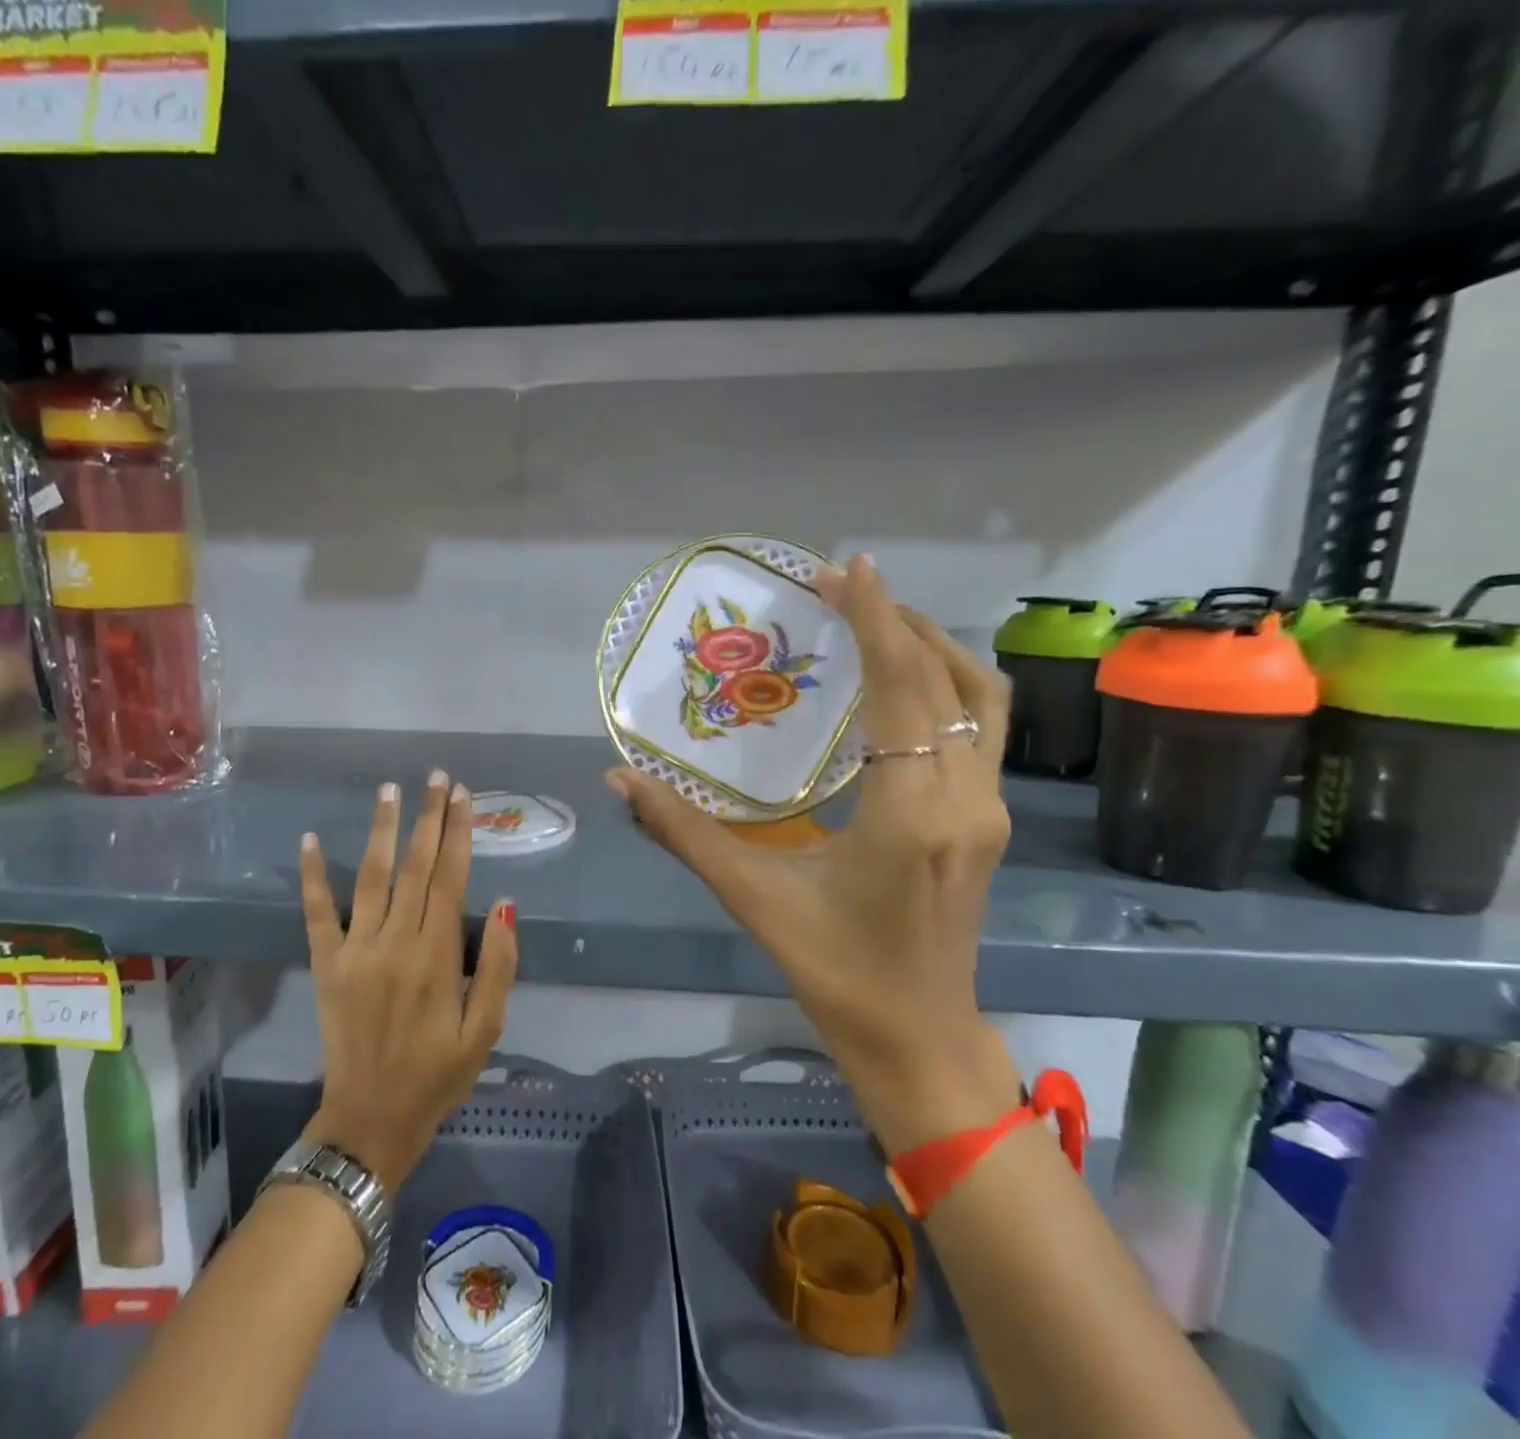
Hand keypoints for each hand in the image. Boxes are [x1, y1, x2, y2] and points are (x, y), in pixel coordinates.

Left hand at [298, 772, 518, 1188]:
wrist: (370, 1120)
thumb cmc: (437, 1076)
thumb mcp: (486, 1030)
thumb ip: (499, 966)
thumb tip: (506, 905)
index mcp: (438, 956)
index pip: (451, 879)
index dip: (458, 834)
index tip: (463, 796)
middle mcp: (396, 942)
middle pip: (416, 867)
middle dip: (428, 817)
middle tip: (436, 777)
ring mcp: (356, 950)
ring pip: (371, 877)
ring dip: (382, 830)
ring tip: (390, 791)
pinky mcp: (326, 964)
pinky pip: (317, 913)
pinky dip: (312, 875)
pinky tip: (309, 839)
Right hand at [607, 555, 1020, 1145]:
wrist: (918, 1040)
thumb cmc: (834, 972)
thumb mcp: (754, 899)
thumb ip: (683, 832)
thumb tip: (620, 780)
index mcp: (911, 814)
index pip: (903, 691)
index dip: (876, 621)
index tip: (847, 567)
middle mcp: (965, 800)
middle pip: (949, 681)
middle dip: (898, 621)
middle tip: (841, 588)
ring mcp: (987, 810)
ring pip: (978, 701)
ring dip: (931, 648)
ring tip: (874, 621)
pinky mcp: (987, 820)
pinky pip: (977, 729)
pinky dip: (943, 686)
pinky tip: (898, 685)